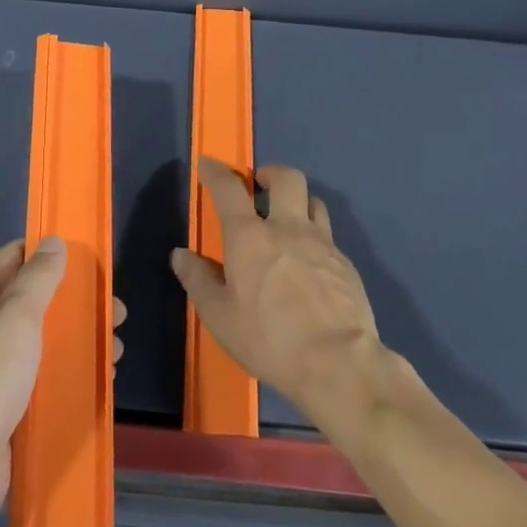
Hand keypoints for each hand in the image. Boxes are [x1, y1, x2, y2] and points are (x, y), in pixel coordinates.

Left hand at [0, 237, 126, 526]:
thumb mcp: (14, 320)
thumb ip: (37, 280)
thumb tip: (54, 241)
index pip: (12, 259)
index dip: (47, 252)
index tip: (88, 256)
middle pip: (34, 304)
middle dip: (75, 303)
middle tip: (116, 311)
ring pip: (43, 345)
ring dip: (79, 342)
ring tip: (116, 350)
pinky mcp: (7, 412)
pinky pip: (44, 384)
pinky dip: (71, 378)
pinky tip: (100, 383)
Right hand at [172, 159, 384, 422]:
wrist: (338, 363)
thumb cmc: (269, 338)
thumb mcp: (220, 316)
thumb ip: (199, 280)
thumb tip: (181, 254)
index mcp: (250, 237)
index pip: (229, 189)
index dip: (216, 172)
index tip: (208, 164)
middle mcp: (288, 228)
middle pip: (286, 178)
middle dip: (270, 172)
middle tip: (259, 183)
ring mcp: (322, 244)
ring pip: (314, 201)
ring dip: (298, 200)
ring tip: (288, 217)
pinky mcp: (346, 264)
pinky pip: (328, 236)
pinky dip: (315, 237)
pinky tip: (310, 262)